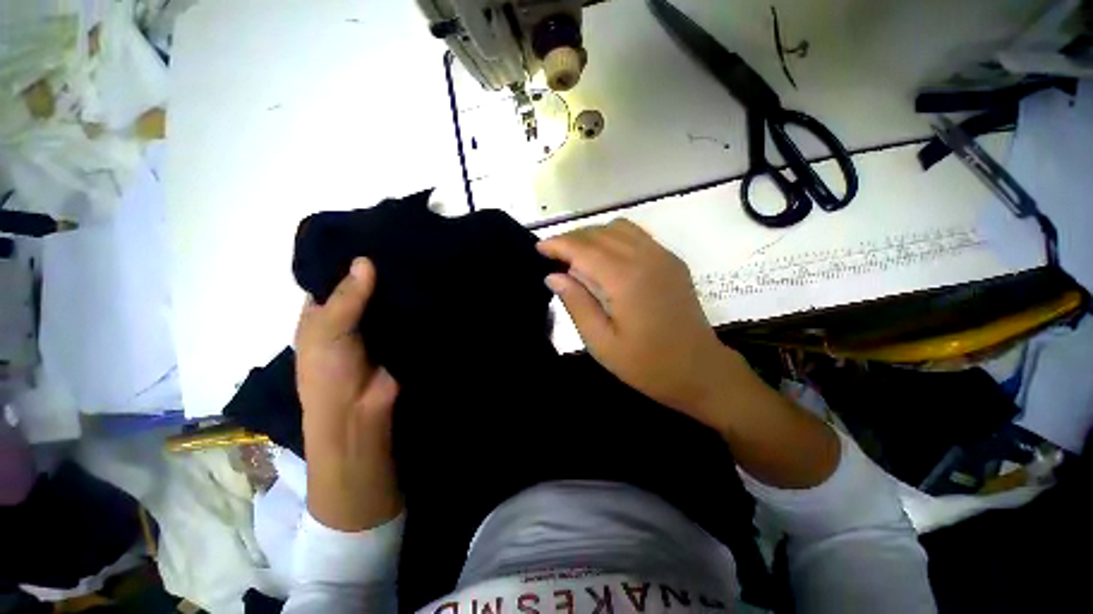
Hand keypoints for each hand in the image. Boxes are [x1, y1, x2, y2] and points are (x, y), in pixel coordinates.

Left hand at [295, 257, 401, 531]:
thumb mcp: (326, 331)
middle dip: (380, 270)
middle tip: (404, 243)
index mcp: (322, 312)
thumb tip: (365, 260)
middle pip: (365, 286)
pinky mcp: (402, 335)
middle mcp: (350, 316)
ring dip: (401, 285)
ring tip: (421, 256)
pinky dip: (416, 302)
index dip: (347, 260)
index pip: (333, 278)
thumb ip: (345, 297)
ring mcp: (378, 326)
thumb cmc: (328, 373)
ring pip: (389, 299)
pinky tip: (430, 283)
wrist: (359, 412)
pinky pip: (409, 314)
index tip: (371, 236)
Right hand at [537, 219, 742, 428]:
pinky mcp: (672, 261)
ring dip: (592, 236)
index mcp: (626, 279)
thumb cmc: (647, 365)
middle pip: (600, 233)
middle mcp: (646, 258)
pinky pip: (636, 235)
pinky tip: (606, 258)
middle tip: (553, 256)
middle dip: (572, 239)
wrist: (700, 371)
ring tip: (577, 256)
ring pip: (618, 228)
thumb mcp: (602, 343)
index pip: (584, 248)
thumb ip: (577, 304)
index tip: (539, 248)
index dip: (558, 244)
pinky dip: (613, 237)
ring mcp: (663, 256)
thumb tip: (553, 276)